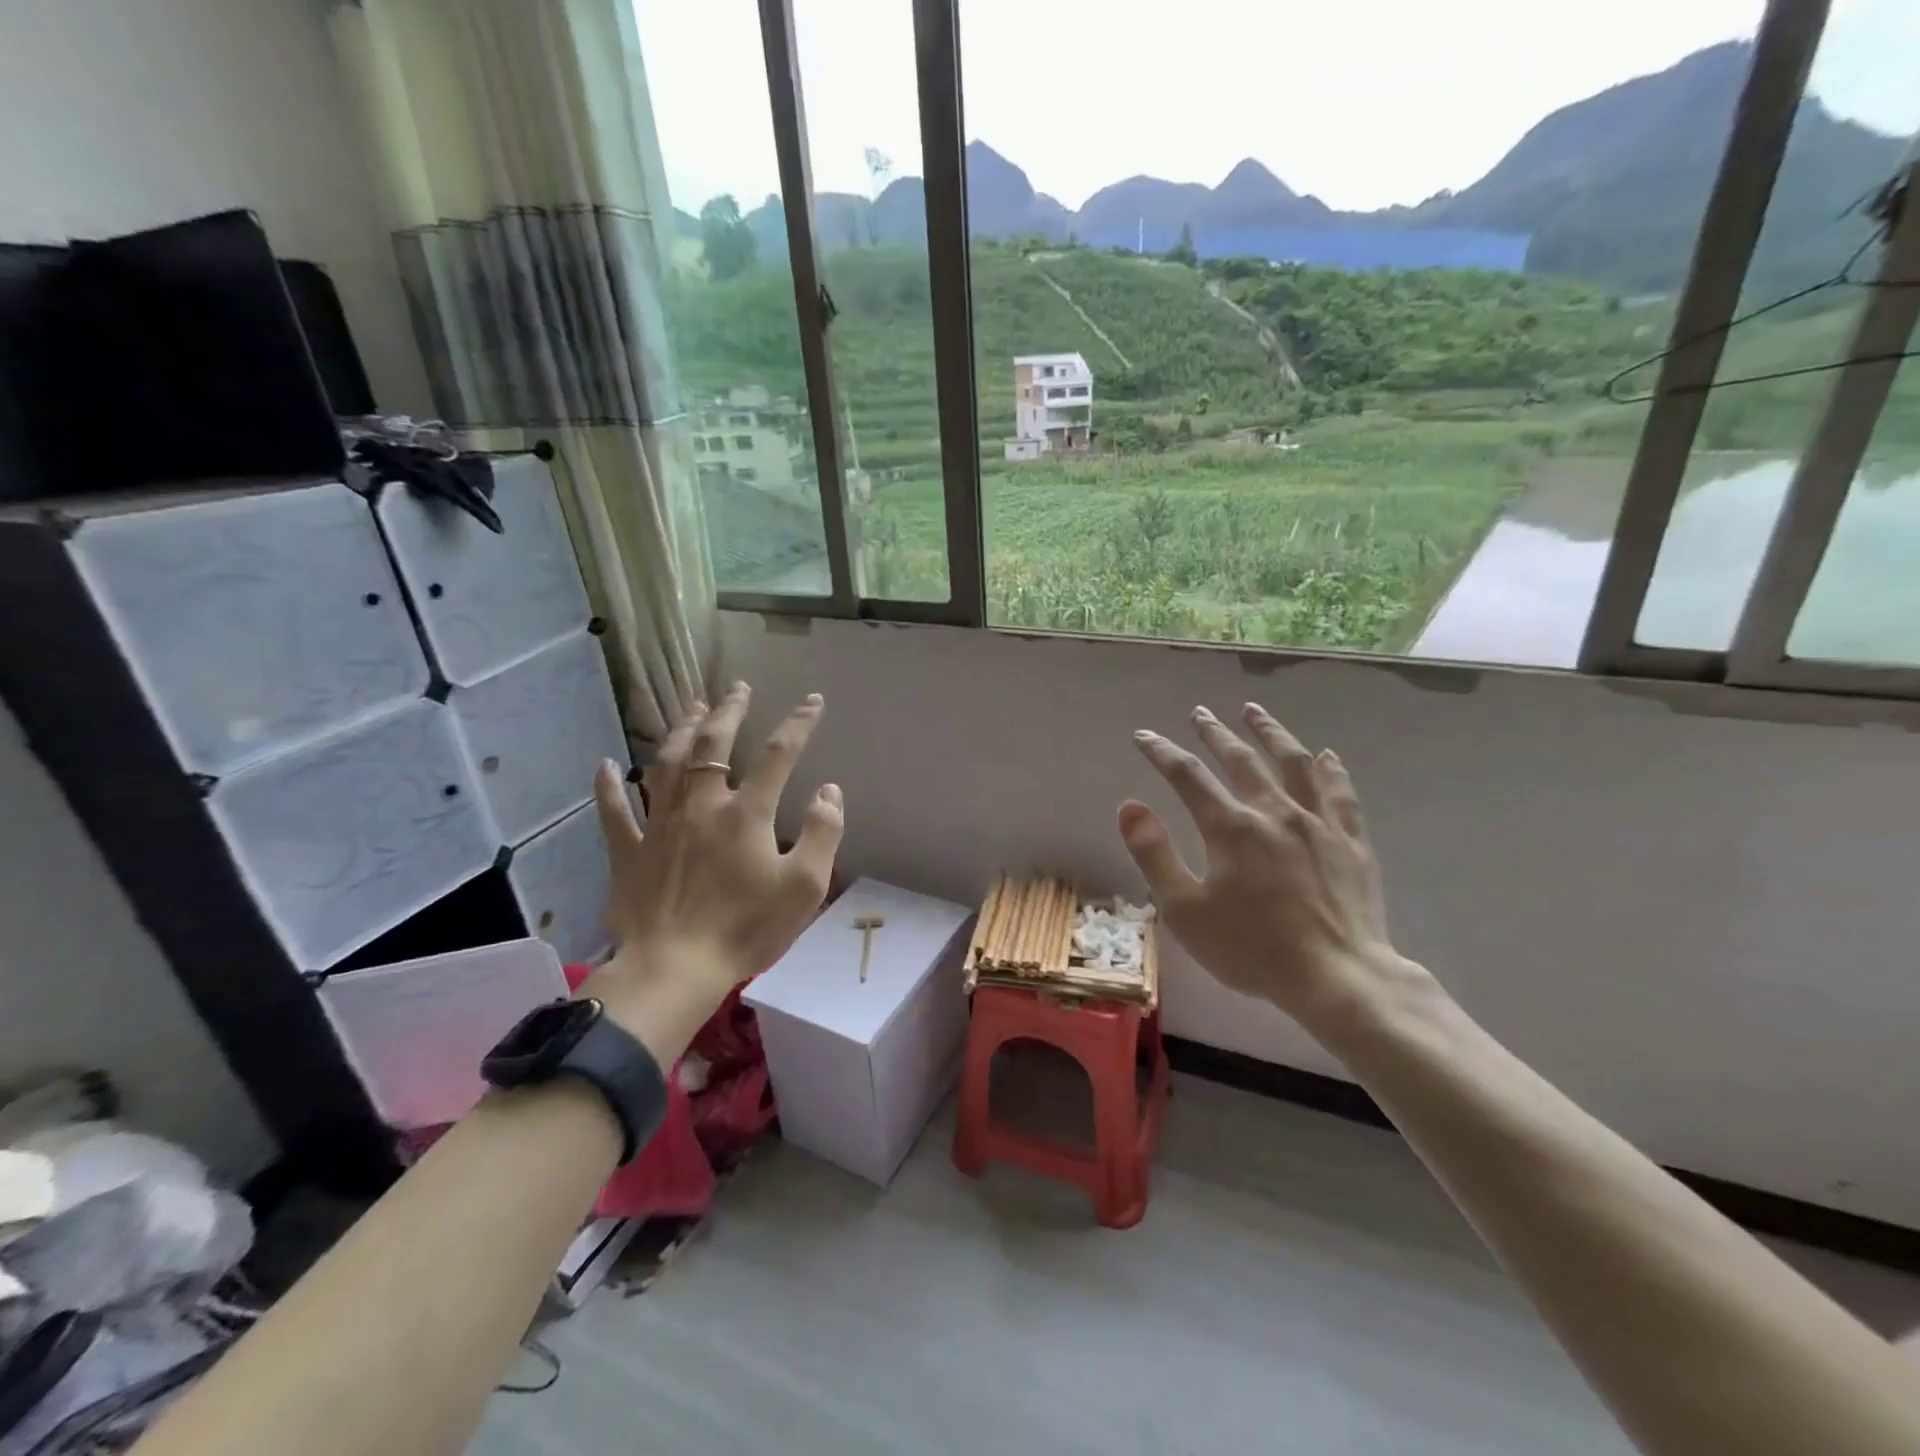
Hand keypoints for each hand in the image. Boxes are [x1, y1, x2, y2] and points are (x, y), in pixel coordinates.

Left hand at [584, 683, 842, 1026]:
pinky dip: (608, 788)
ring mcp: (659, 826)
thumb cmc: (746, 929)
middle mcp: (700, 806)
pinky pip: (614, 813)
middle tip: (737, 689)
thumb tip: (829, 790)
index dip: (798, 724)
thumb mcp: (804, 886)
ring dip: (680, 731)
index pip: (778, 755)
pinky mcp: (629, 853)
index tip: (813, 701)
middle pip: (713, 745)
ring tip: (691, 708)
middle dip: (728, 712)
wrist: (675, 970)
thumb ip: (823, 833)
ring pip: (666, 765)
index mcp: (746, 813)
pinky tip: (604, 766)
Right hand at [1117, 701, 1423, 1033]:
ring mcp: (1318, 824)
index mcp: (1230, 827)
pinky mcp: (1351, 843)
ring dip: (1271, 734)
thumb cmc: (1251, 948)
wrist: (1337, 979)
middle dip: (1215, 733)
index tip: (1144, 736)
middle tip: (1200, 713)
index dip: (1162, 752)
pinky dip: (1330, 771)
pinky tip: (1325, 756)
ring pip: (1293, 764)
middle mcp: (1274, 812)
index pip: (1188, 776)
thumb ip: (1154, 853)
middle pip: (1241, 760)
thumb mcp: (1184, 909)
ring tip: (1255, 711)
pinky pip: (1340, 795)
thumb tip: (1129, 806)